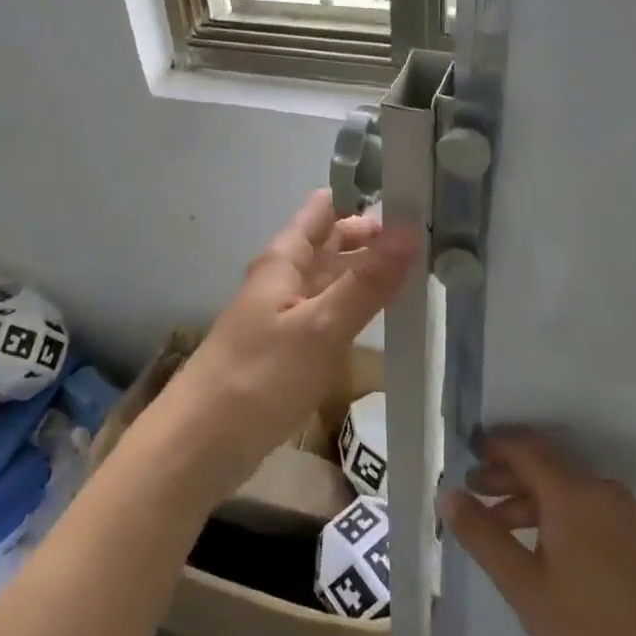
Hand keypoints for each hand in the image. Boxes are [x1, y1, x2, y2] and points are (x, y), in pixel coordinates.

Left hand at [150, 189, 419, 500]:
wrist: (202, 443)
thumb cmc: (259, 377)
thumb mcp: (319, 327)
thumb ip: (366, 283)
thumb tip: (410, 230)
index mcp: (285, 259)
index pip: (325, 208)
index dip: (364, 195)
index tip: (413, 192)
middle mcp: (284, 278)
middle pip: (332, 242)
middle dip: (374, 236)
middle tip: (433, 235)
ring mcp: (286, 313)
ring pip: (332, 278)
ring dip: (369, 271)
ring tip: (425, 269)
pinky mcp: (289, 348)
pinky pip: (329, 313)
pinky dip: (357, 306)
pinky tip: (387, 316)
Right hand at [442, 430, 635, 635]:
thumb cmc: (589, 633)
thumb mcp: (523, 586)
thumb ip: (482, 534)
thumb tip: (447, 494)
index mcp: (574, 494)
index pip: (526, 449)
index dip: (494, 448)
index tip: (468, 456)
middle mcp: (604, 491)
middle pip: (548, 467)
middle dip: (508, 476)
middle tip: (475, 493)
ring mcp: (631, 515)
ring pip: (571, 490)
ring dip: (534, 499)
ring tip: (505, 529)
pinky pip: (594, 510)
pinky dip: (563, 515)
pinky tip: (548, 549)